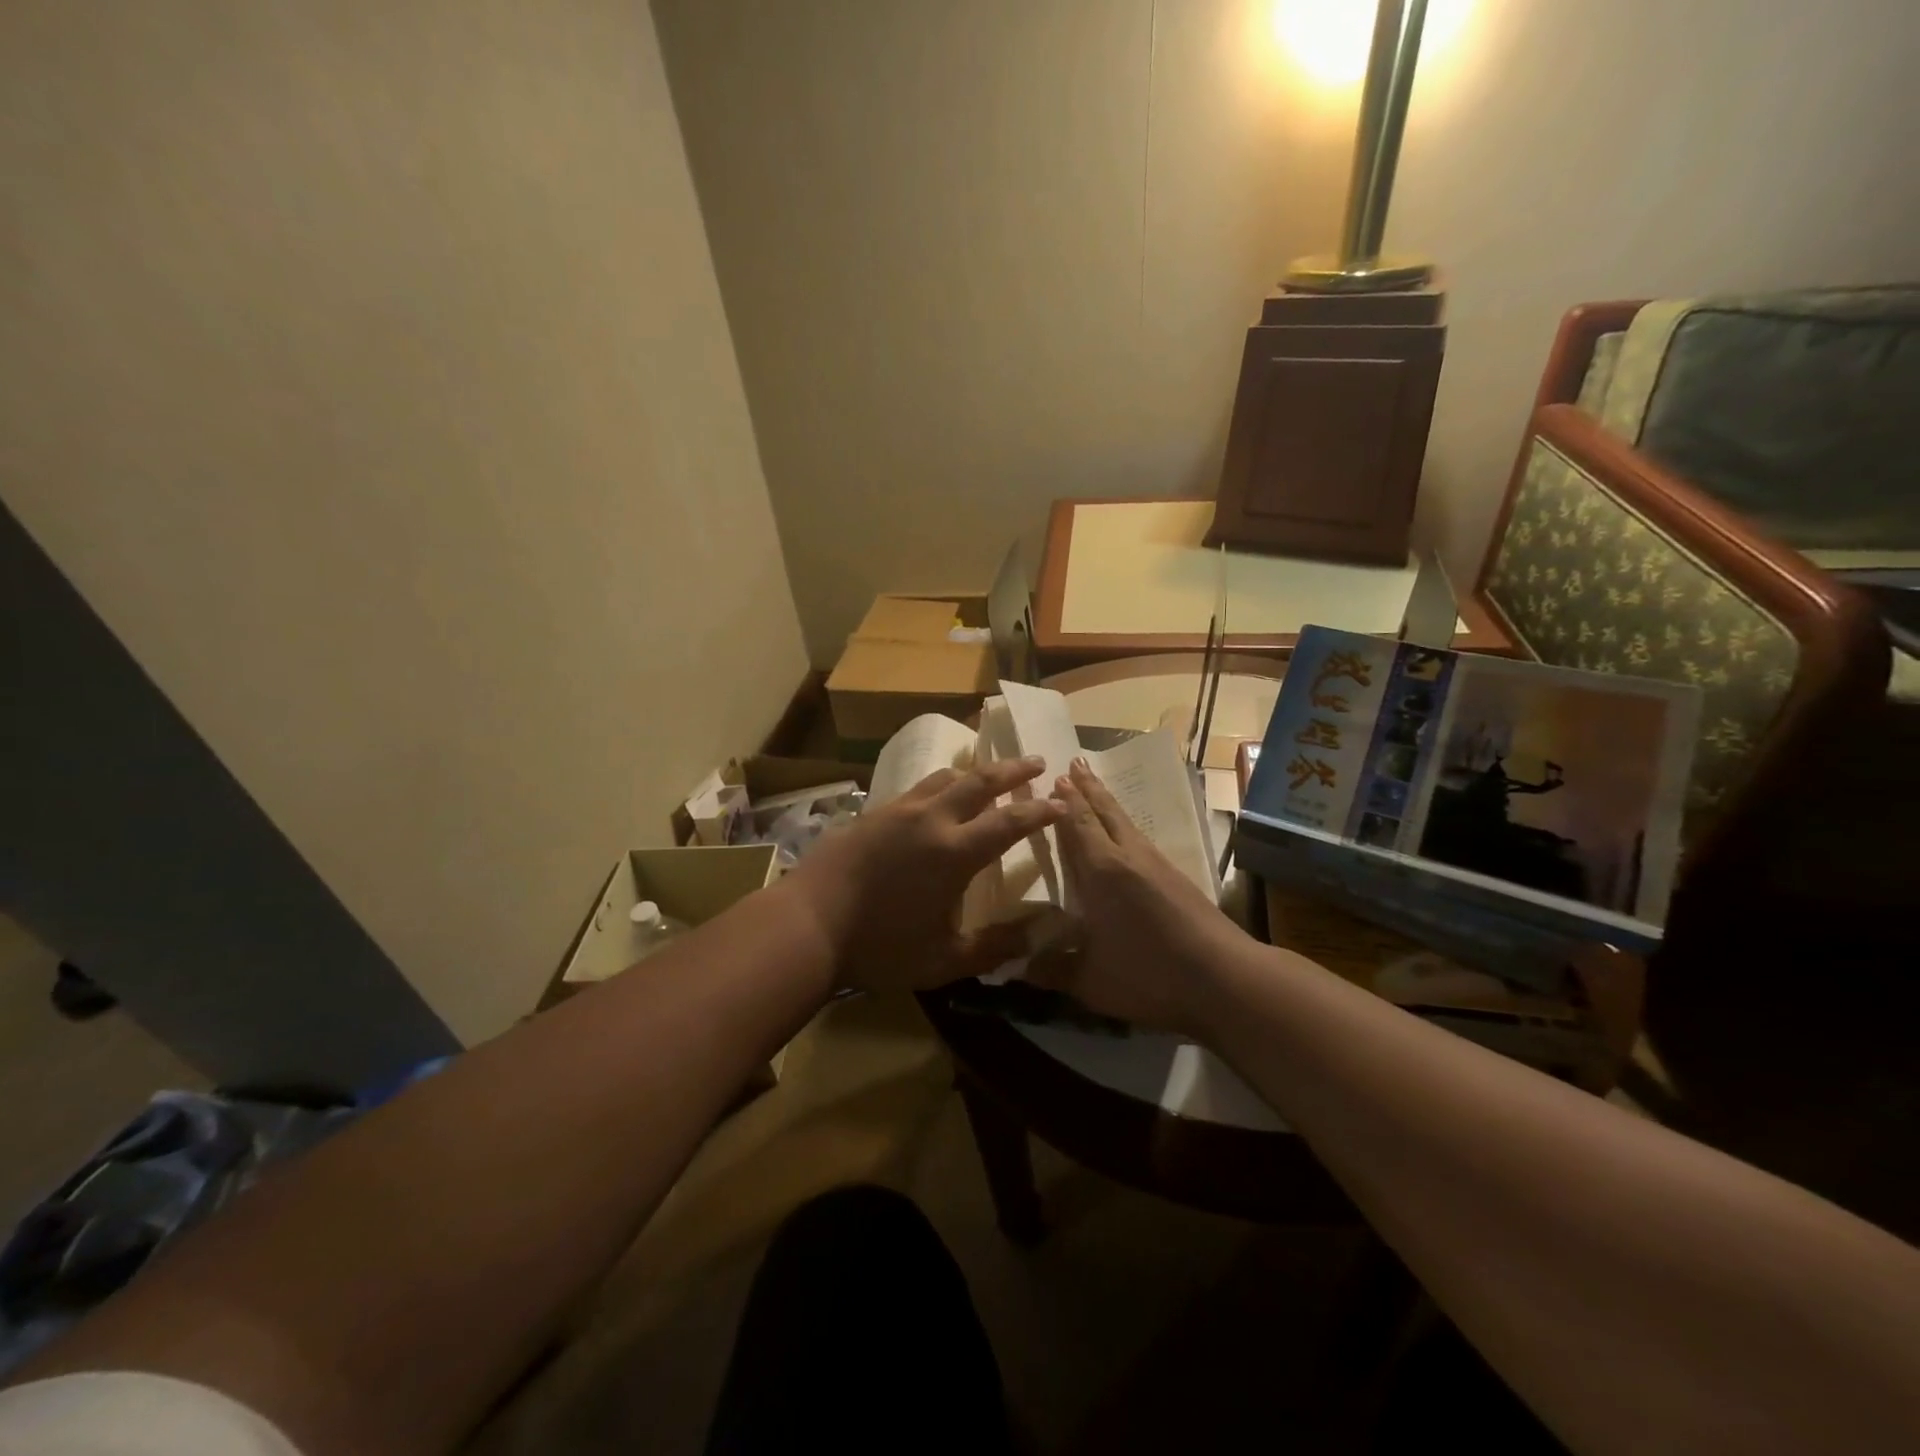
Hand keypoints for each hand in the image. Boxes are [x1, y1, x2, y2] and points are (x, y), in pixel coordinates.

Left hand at [783, 757, 1062, 992]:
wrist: (806, 924)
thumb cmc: (879, 946)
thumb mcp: (943, 960)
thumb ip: (994, 947)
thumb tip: (1040, 935)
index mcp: (955, 852)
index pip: (1011, 821)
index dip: (1041, 811)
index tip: (1061, 803)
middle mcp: (931, 819)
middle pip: (980, 780)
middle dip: (1014, 769)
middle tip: (1037, 762)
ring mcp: (898, 811)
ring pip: (945, 777)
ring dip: (974, 771)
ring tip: (989, 772)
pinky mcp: (872, 812)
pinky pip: (917, 788)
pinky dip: (940, 783)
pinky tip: (936, 795)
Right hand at [1031, 759, 1249, 1034]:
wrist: (1226, 978)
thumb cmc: (1151, 975)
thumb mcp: (1091, 982)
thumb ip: (1049, 971)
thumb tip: (1011, 968)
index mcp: (1101, 871)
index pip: (1077, 825)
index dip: (1064, 801)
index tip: (1052, 776)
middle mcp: (1128, 857)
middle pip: (1105, 811)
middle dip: (1087, 787)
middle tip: (1074, 762)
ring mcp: (1157, 864)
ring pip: (1126, 822)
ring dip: (1107, 801)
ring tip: (1094, 786)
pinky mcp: (1177, 877)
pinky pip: (1140, 837)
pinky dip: (1124, 824)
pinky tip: (1125, 835)